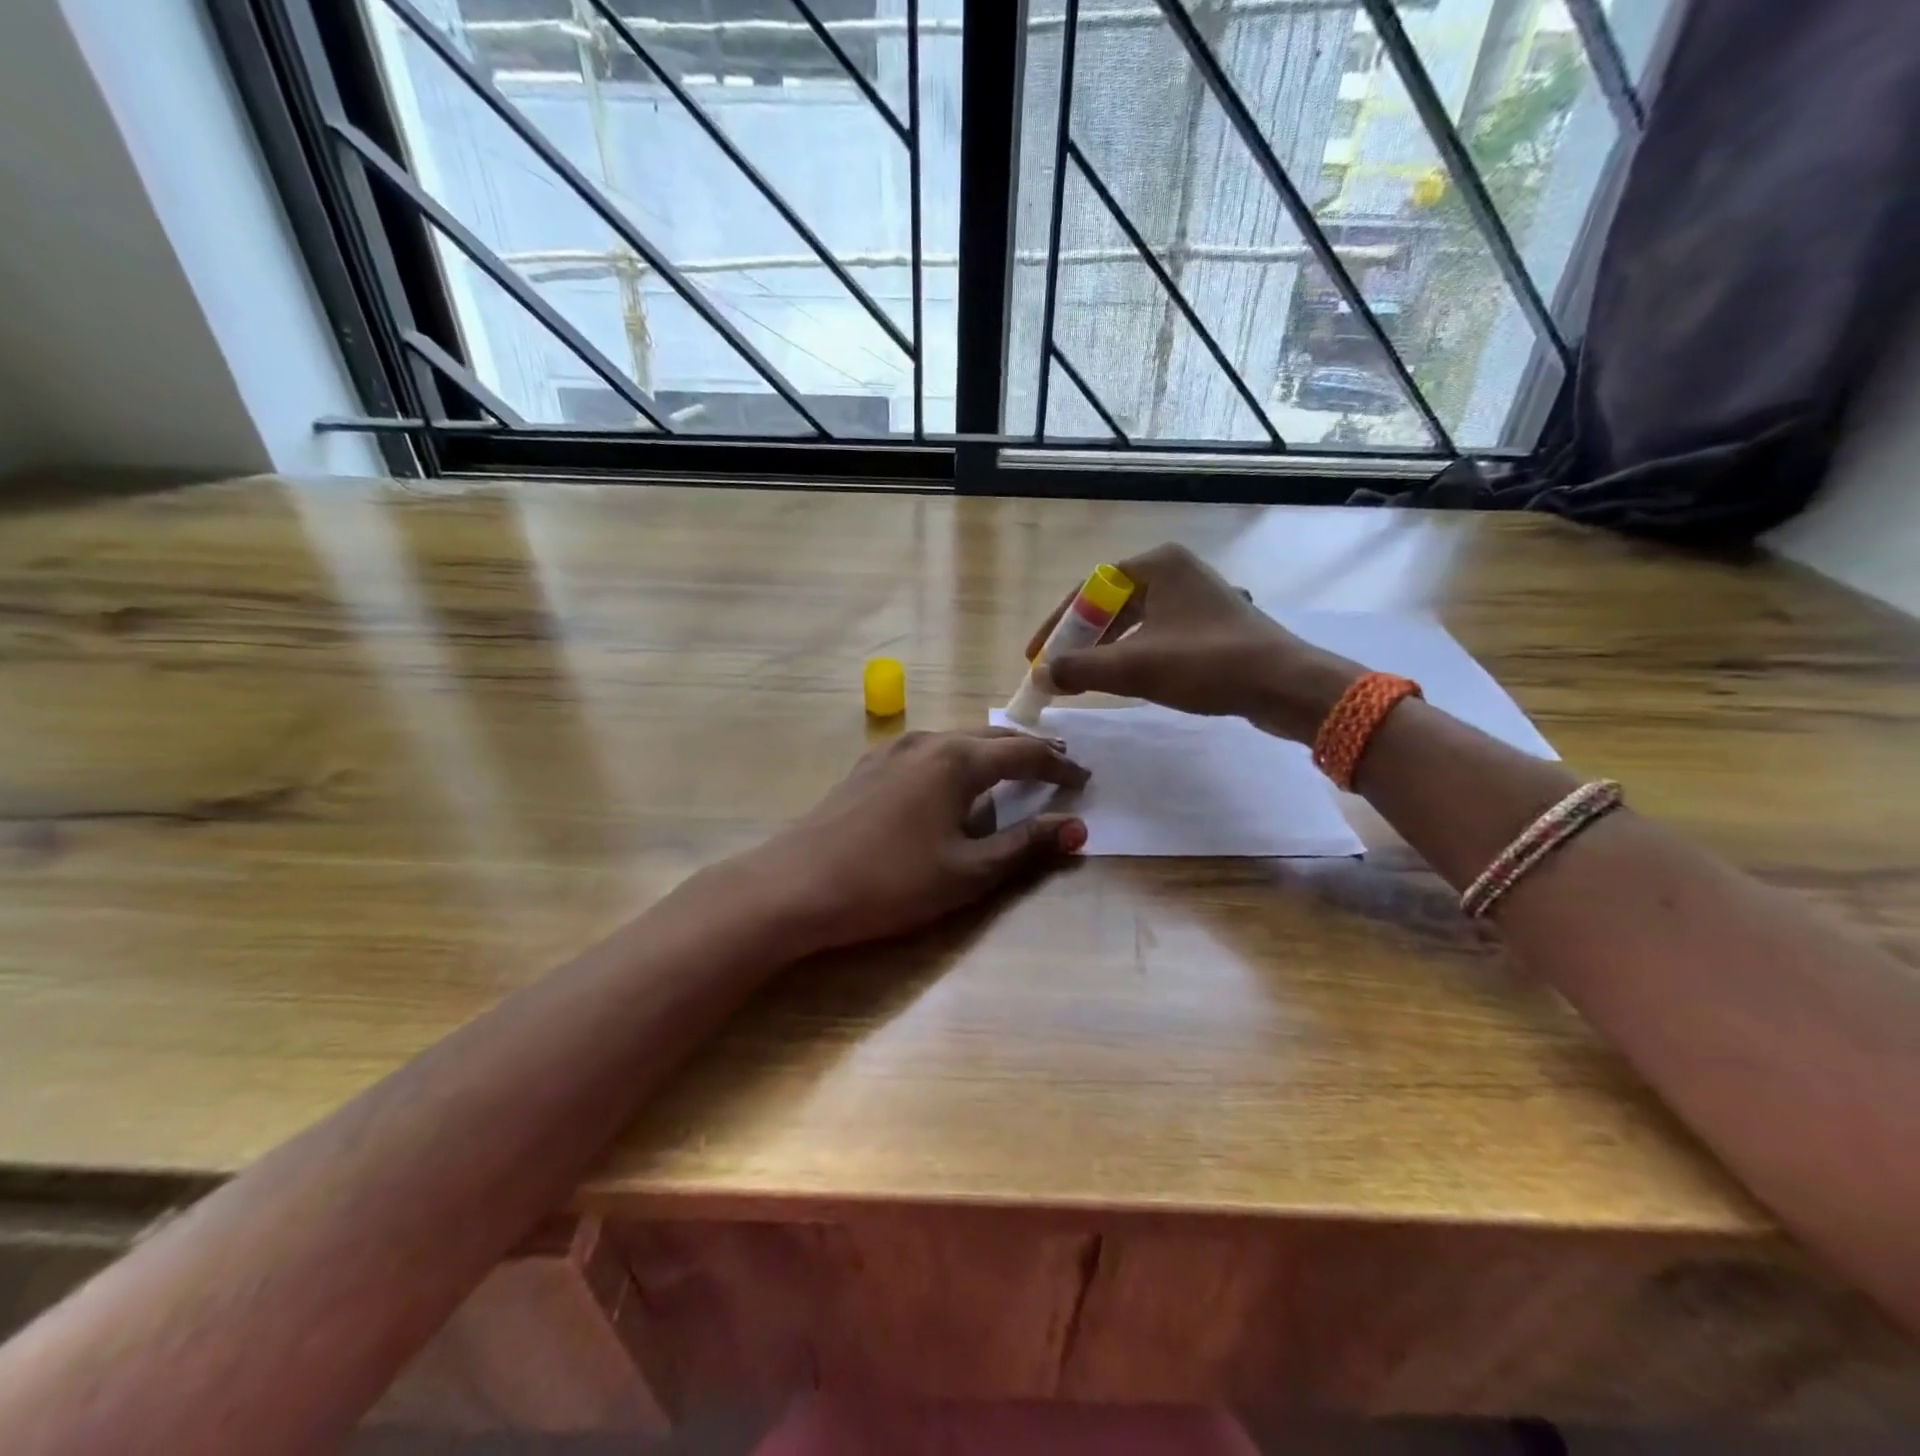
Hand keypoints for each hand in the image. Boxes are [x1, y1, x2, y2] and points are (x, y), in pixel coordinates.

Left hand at [742, 728, 1089, 955]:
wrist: (796, 886)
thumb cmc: (891, 883)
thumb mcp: (968, 872)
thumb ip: (1025, 846)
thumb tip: (1078, 828)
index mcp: (957, 760)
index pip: (1024, 754)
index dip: (1059, 766)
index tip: (1085, 779)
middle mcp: (927, 741)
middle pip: (991, 738)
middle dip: (1028, 751)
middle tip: (1058, 765)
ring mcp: (892, 750)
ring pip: (957, 741)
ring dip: (991, 753)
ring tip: (1013, 771)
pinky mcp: (869, 766)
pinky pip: (928, 752)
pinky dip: (956, 760)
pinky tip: (952, 782)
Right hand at [1025, 543, 1361, 740]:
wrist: (1285, 686)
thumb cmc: (1207, 665)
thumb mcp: (1135, 667)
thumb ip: (1080, 669)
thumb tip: (1042, 675)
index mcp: (1157, 564)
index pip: (1088, 589)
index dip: (1057, 625)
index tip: (1036, 655)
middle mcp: (1177, 571)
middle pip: (1110, 605)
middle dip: (1081, 640)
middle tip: (1058, 670)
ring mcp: (1197, 597)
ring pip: (1135, 622)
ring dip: (1106, 650)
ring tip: (1086, 680)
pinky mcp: (1211, 623)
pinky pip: (1158, 634)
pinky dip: (1135, 654)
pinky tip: (1127, 680)